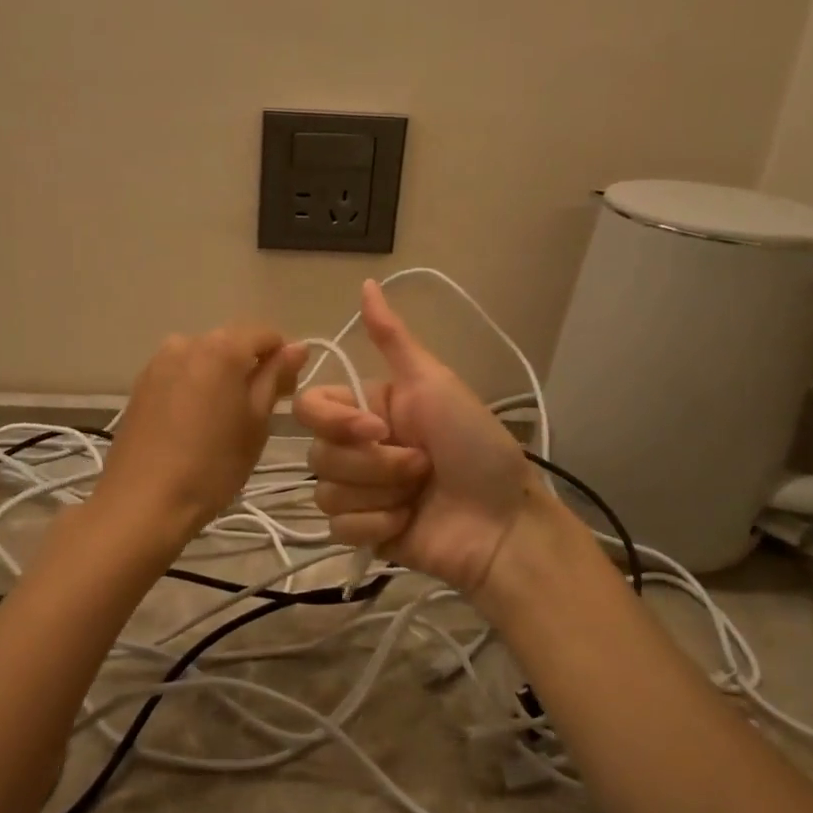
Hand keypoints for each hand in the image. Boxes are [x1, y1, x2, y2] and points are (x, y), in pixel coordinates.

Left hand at [92, 324, 307, 551]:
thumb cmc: (212, 465)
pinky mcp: (141, 384)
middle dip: (252, 367)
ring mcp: (159, 362)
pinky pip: (180, 373)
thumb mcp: (256, 423)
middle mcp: (187, 342)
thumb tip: (297, 346)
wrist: (142, 503)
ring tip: (226, 419)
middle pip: (232, 342)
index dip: (283, 359)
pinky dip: (196, 387)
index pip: (266, 334)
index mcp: (221, 347)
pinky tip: (196, 423)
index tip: (286, 394)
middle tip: (260, 411)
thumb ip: (276, 378)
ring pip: (205, 358)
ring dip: (222, 377)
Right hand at [293, 280, 532, 599]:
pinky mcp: (362, 531)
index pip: (309, 407)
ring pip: (324, 493)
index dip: (335, 422)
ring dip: (378, 495)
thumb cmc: (474, 444)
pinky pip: (336, 527)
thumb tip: (367, 281)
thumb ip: (392, 338)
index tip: (378, 428)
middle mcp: (357, 447)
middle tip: (420, 467)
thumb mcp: (434, 382)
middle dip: (374, 465)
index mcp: (366, 408)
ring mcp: (358, 492)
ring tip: (416, 496)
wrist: (503, 521)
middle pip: (317, 455)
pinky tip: (405, 522)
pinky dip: (373, 525)